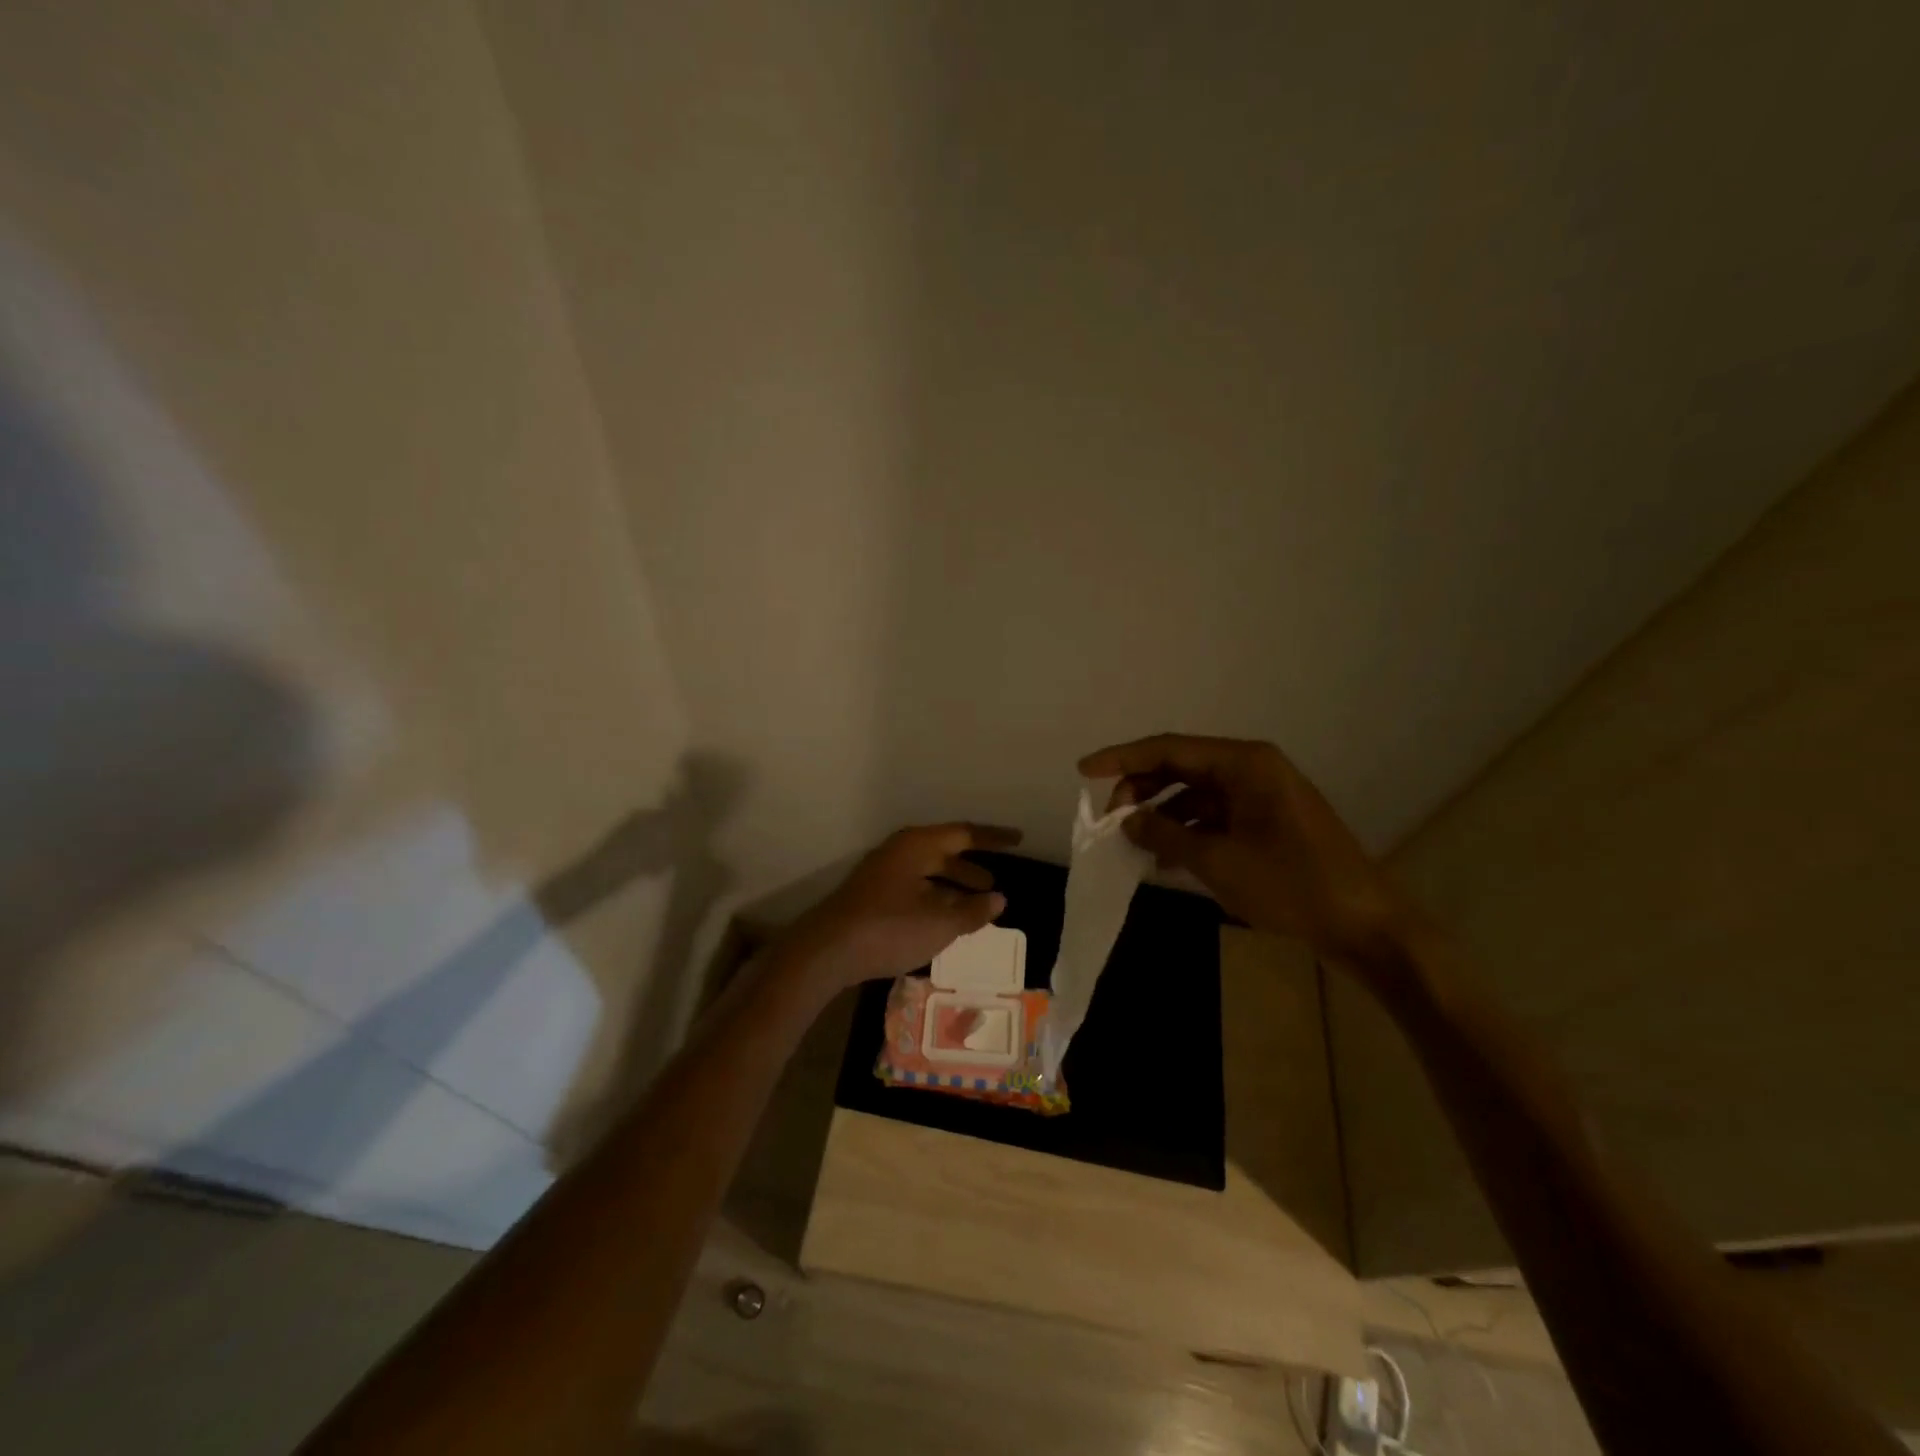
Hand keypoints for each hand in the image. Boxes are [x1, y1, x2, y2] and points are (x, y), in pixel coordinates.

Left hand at [779, 822, 1022, 995]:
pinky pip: (914, 887)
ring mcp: (883, 872)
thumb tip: (998, 899)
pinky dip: (935, 897)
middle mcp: (900, 851)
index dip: (994, 838)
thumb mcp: (939, 922)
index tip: (1019, 839)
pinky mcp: (872, 894)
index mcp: (918, 845)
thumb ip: (972, 911)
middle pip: (945, 852)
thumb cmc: (889, 928)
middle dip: (972, 868)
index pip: (965, 834)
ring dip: (953, 886)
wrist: (827, 950)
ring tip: (974, 907)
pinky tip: (942, 920)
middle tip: (996, 885)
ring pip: (928, 872)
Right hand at [1079, 734, 1412, 964]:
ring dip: (1162, 815)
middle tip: (1110, 822)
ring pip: (1194, 794)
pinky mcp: (1267, 823)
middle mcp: (1251, 769)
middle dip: (1140, 790)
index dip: (1121, 758)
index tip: (1082, 771)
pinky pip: (1214, 816)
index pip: (1167, 748)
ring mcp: (1261, 796)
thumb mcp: (1218, 861)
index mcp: (1243, 763)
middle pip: (1180, 768)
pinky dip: (1187, 832)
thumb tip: (1127, 822)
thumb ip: (1165, 834)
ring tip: (1132, 844)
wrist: (1366, 925)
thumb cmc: (1292, 885)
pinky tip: (1165, 859)